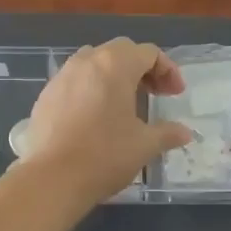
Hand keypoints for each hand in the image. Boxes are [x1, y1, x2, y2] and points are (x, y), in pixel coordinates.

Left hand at [26, 39, 192, 203]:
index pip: (148, 53)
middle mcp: (86, 62)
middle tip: (154, 94)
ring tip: (124, 103)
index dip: (167, 70)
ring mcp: (62, 77)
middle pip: (120, 51)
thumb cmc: (105, 155)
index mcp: (115, 65)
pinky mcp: (45, 96)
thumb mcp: (145, 145)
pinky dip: (91, 89)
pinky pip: (74, 81)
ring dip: (114, 76)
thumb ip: (168, 133)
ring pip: (94, 63)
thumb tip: (185, 133)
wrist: (51, 179)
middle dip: (141, 69)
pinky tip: (95, 117)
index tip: (175, 95)